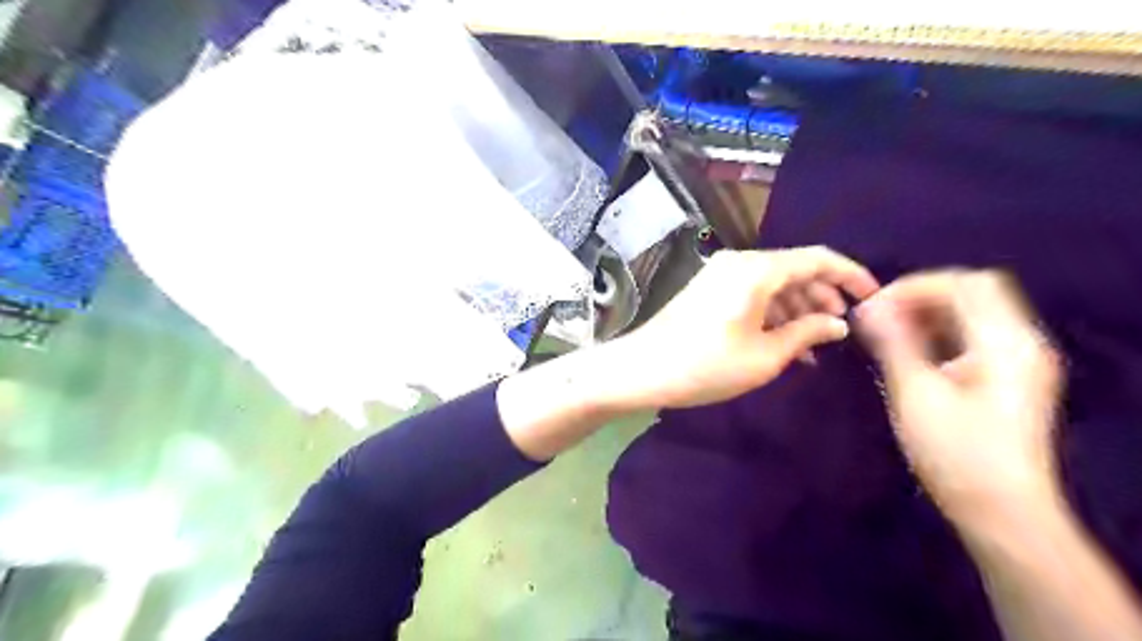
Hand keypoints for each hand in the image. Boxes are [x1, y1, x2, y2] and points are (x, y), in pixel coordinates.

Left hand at [611, 247, 875, 406]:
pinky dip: (772, 313)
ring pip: (773, 283)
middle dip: (823, 296)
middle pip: (795, 269)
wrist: (641, 369)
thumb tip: (839, 324)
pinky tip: (784, 342)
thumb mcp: (764, 356)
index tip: (873, 297)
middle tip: (842, 329)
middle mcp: (739, 263)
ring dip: (797, 309)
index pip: (817, 258)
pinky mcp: (708, 290)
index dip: (851, 274)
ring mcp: (720, 275)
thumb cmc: (705, 365)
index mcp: (757, 270)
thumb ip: (807, 334)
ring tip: (814, 346)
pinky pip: (751, 294)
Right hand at [862, 268, 1067, 522]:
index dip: (915, 285)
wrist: (1001, 510)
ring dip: (926, 313)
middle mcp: (1019, 343)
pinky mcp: (1008, 377)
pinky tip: (908, 350)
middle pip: (971, 292)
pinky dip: (938, 332)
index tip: (873, 306)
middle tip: (878, 316)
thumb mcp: (915, 393)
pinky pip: (972, 336)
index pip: (964, 284)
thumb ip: (893, 343)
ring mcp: (1018, 360)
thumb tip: (867, 308)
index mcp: (1004, 343)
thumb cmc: (955, 453)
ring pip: (971, 313)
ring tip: (885, 332)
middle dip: (919, 296)